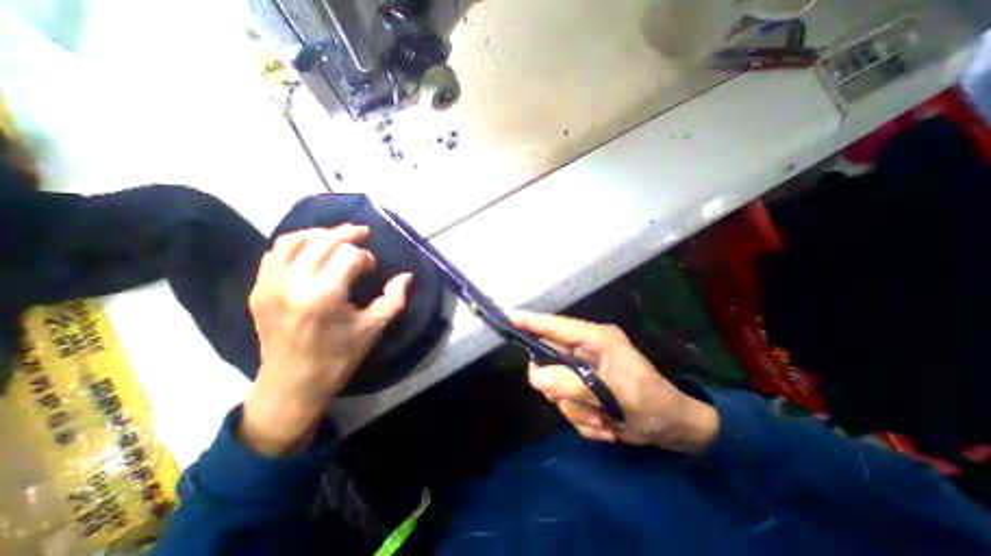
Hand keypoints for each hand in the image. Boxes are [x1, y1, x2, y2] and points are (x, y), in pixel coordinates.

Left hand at [242, 226, 411, 455]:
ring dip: (318, 234)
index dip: (365, 258)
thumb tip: (406, 276)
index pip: (349, 256)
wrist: (292, 384)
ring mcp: (269, 286)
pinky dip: (296, 245)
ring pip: (293, 241)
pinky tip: (312, 252)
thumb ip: (394, 299)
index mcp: (324, 296)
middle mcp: (293, 285)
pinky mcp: (258, 290)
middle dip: (346, 234)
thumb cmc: (338, 357)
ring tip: (336, 238)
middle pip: (321, 241)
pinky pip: (275, 254)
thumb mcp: (373, 328)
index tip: (371, 271)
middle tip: (362, 233)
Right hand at [511, 313, 719, 455]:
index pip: (557, 326)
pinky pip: (563, 401)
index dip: (532, 321)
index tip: (507, 317)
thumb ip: (576, 384)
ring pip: (553, 385)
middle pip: (549, 358)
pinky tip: (603, 424)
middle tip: (581, 405)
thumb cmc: (653, 404)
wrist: (671, 430)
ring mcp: (581, 368)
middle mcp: (585, 349)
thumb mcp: (618, 395)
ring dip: (574, 408)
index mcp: (597, 339)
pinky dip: (579, 417)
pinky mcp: (580, 386)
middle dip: (559, 386)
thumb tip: (535, 376)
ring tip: (602, 419)